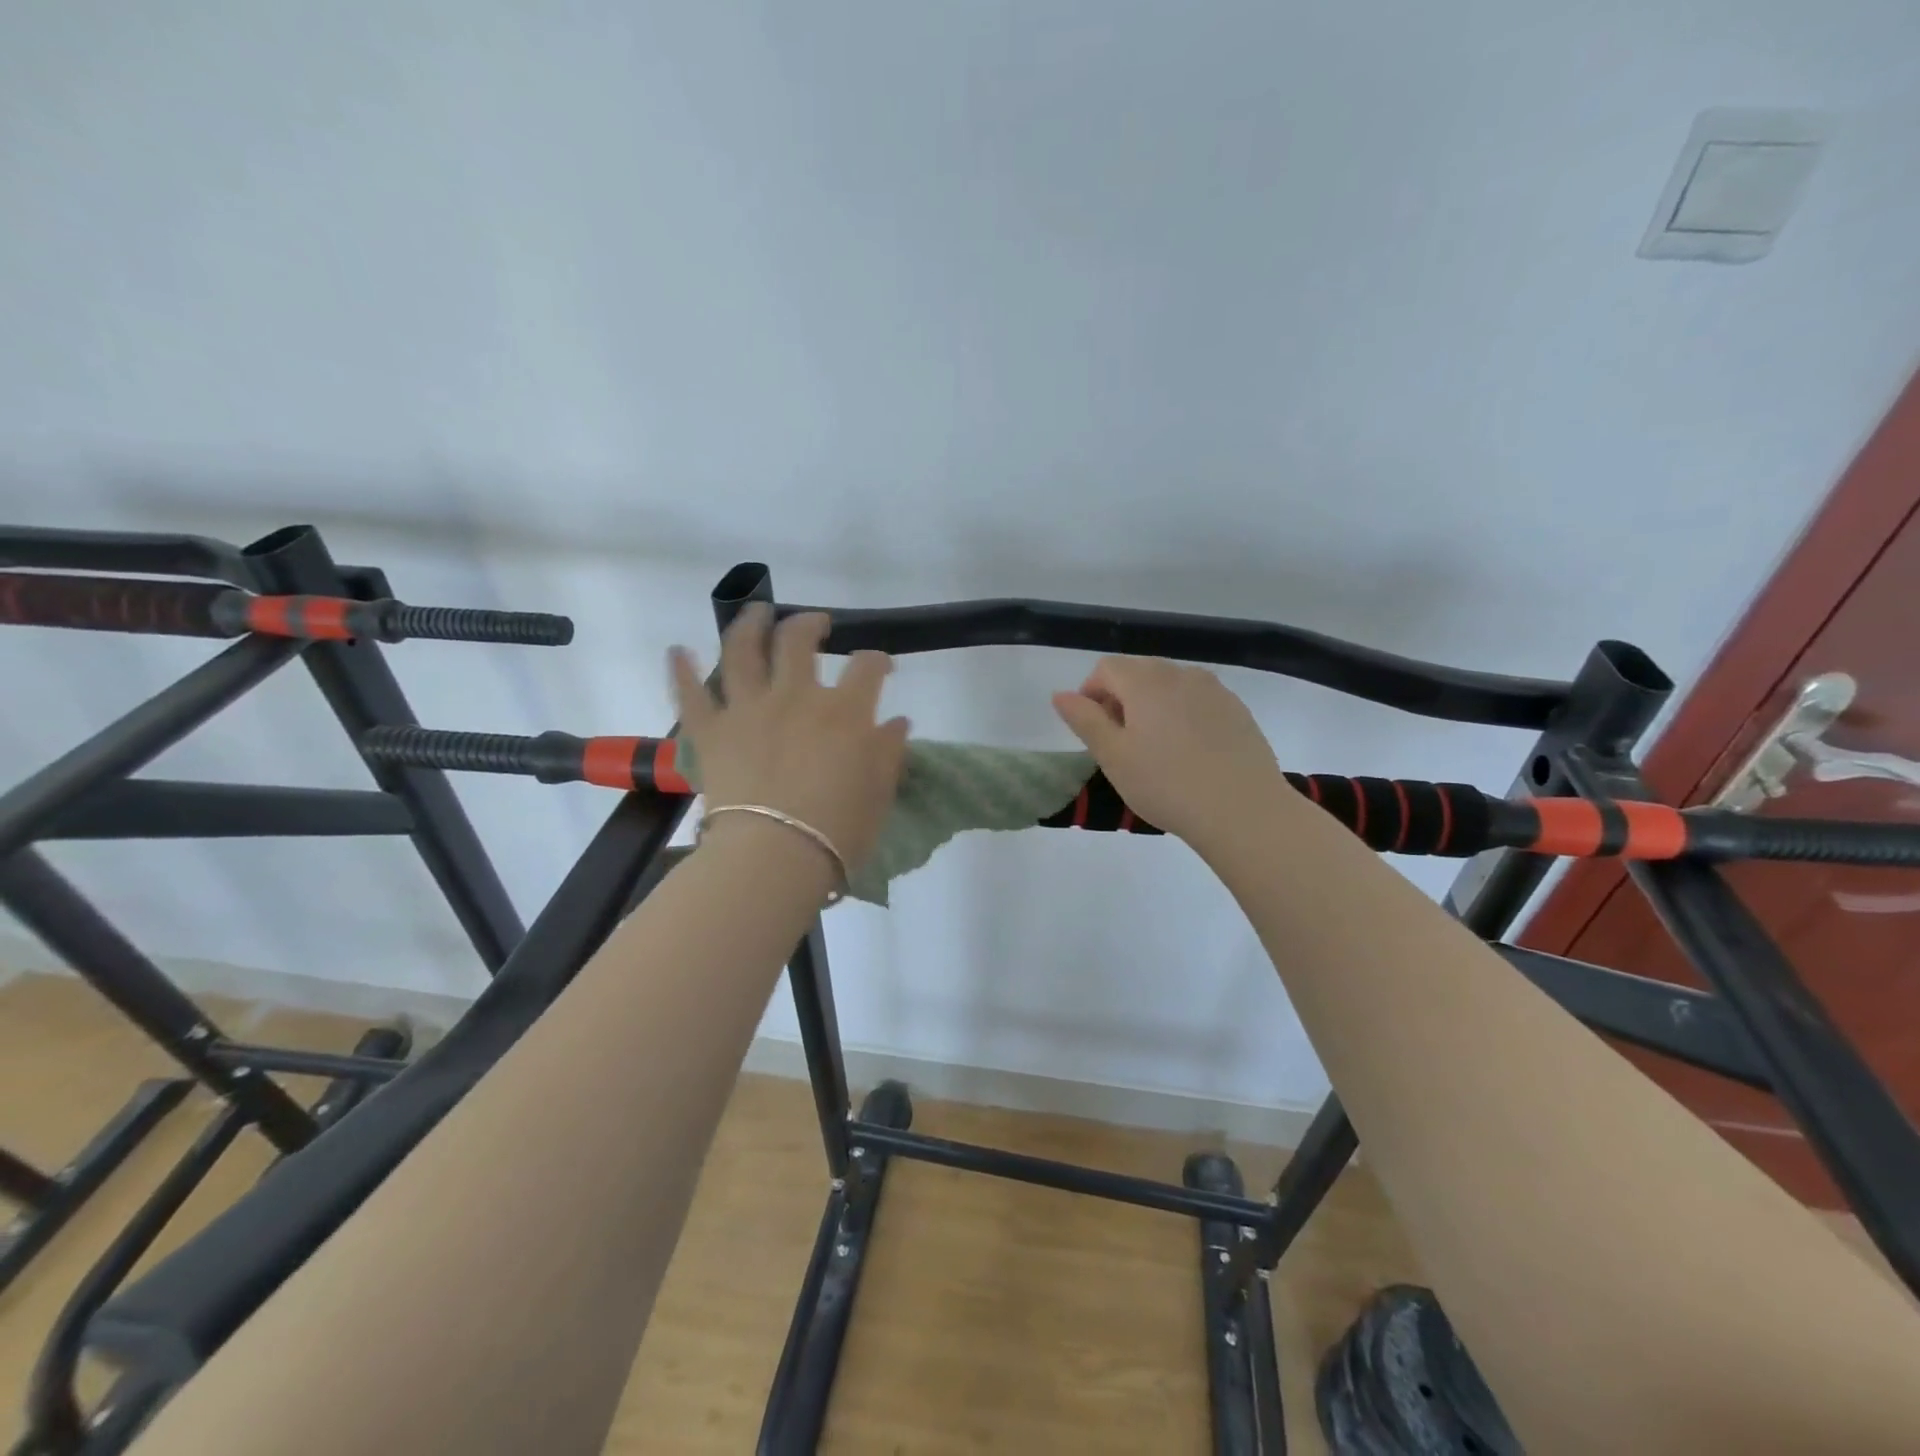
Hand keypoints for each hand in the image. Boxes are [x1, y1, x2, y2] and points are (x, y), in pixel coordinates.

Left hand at [670, 605, 909, 872]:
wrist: (775, 856)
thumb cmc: (838, 830)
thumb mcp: (879, 792)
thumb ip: (889, 751)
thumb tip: (897, 722)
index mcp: (844, 711)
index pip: (867, 667)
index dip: (877, 661)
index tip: (881, 668)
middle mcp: (796, 696)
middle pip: (799, 640)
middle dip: (810, 623)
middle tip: (816, 624)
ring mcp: (748, 709)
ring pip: (742, 650)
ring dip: (749, 624)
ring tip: (755, 612)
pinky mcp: (710, 732)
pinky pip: (691, 694)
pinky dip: (682, 670)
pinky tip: (678, 651)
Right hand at [1052, 657, 1288, 846]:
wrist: (1243, 810)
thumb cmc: (1166, 784)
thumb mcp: (1113, 757)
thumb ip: (1084, 720)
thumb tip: (1061, 694)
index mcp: (1145, 681)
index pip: (1106, 668)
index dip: (1091, 693)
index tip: (1094, 730)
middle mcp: (1180, 674)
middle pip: (1139, 672)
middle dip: (1122, 698)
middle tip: (1122, 744)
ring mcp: (1214, 690)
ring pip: (1170, 686)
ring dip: (1154, 706)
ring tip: (1157, 750)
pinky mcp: (1237, 710)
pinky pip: (1198, 701)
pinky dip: (1184, 716)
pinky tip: (1190, 754)